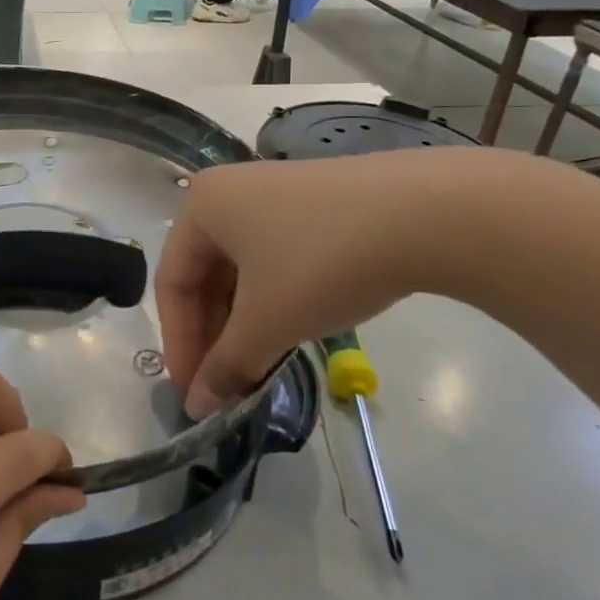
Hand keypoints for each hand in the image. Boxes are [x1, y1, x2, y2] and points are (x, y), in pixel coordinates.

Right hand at [156, 151, 469, 416]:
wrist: (428, 213)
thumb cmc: (322, 262)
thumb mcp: (267, 322)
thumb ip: (226, 366)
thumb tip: (198, 407)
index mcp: (203, 205)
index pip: (171, 282)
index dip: (179, 343)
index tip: (195, 392)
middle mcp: (232, 191)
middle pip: (205, 274)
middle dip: (213, 335)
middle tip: (226, 384)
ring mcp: (277, 193)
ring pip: (243, 268)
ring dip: (244, 321)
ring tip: (260, 364)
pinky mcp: (317, 203)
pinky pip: (276, 256)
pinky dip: (274, 298)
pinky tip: (292, 329)